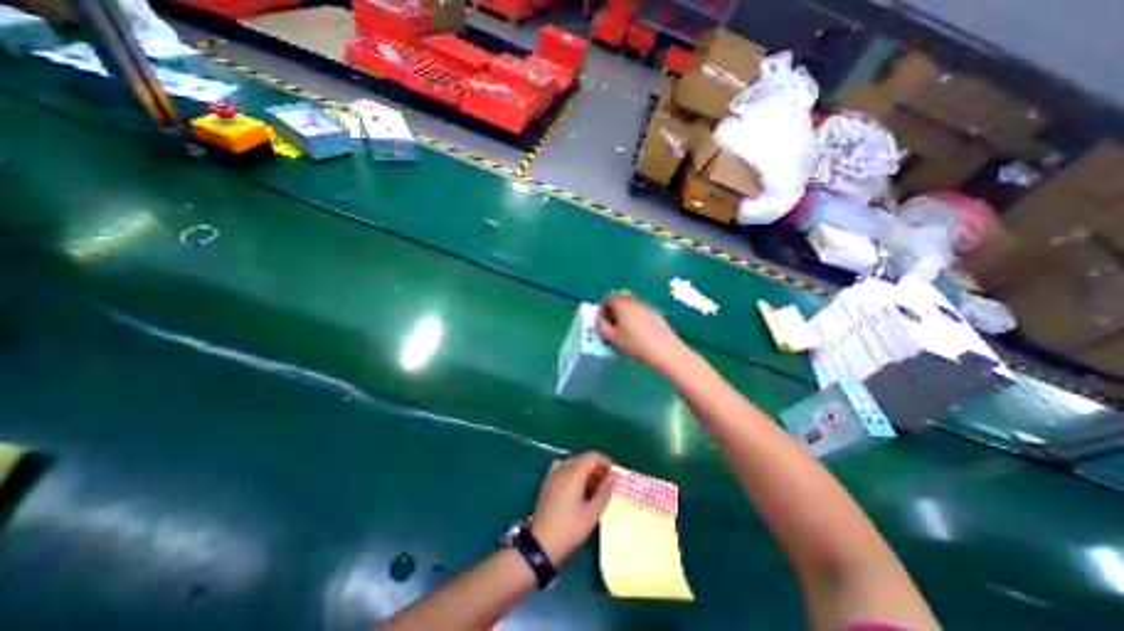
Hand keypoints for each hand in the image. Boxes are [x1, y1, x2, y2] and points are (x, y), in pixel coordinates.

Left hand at [530, 452, 611, 564]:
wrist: (540, 544)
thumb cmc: (569, 529)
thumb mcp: (592, 513)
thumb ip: (604, 492)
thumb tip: (613, 477)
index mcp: (573, 474)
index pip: (593, 456)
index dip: (606, 462)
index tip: (614, 476)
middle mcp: (562, 469)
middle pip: (584, 459)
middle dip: (598, 468)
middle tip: (607, 485)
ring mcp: (554, 474)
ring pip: (575, 464)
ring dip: (588, 473)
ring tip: (595, 491)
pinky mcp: (549, 482)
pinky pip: (567, 470)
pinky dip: (577, 476)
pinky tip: (581, 493)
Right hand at [592, 292, 688, 374]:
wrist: (665, 351)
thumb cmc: (635, 344)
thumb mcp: (612, 337)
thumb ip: (602, 326)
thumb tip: (600, 320)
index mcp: (622, 303)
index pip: (608, 298)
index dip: (602, 310)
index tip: (601, 323)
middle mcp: (634, 301)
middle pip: (620, 299)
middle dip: (612, 310)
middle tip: (610, 326)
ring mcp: (647, 307)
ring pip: (630, 306)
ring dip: (623, 314)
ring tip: (622, 332)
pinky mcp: (656, 315)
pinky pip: (640, 312)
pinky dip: (634, 318)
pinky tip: (636, 335)